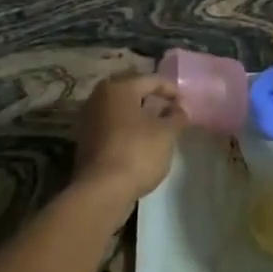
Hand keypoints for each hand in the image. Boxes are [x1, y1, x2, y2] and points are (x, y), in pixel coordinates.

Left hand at [72, 72, 184, 211]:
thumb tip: (180, 108)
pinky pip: (113, 128)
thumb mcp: (166, 133)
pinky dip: (128, 131)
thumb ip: (176, 116)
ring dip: (140, 117)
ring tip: (159, 128)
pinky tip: (141, 143)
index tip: (186, 103)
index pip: (151, 80)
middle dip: (153, 100)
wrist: (101, 191)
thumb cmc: (137, 152)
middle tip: (172, 111)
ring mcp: (89, 120)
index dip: (171, 89)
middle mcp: (99, 98)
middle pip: (132, 93)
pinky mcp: (86, 142)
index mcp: (118, 88)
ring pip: (121, 111)